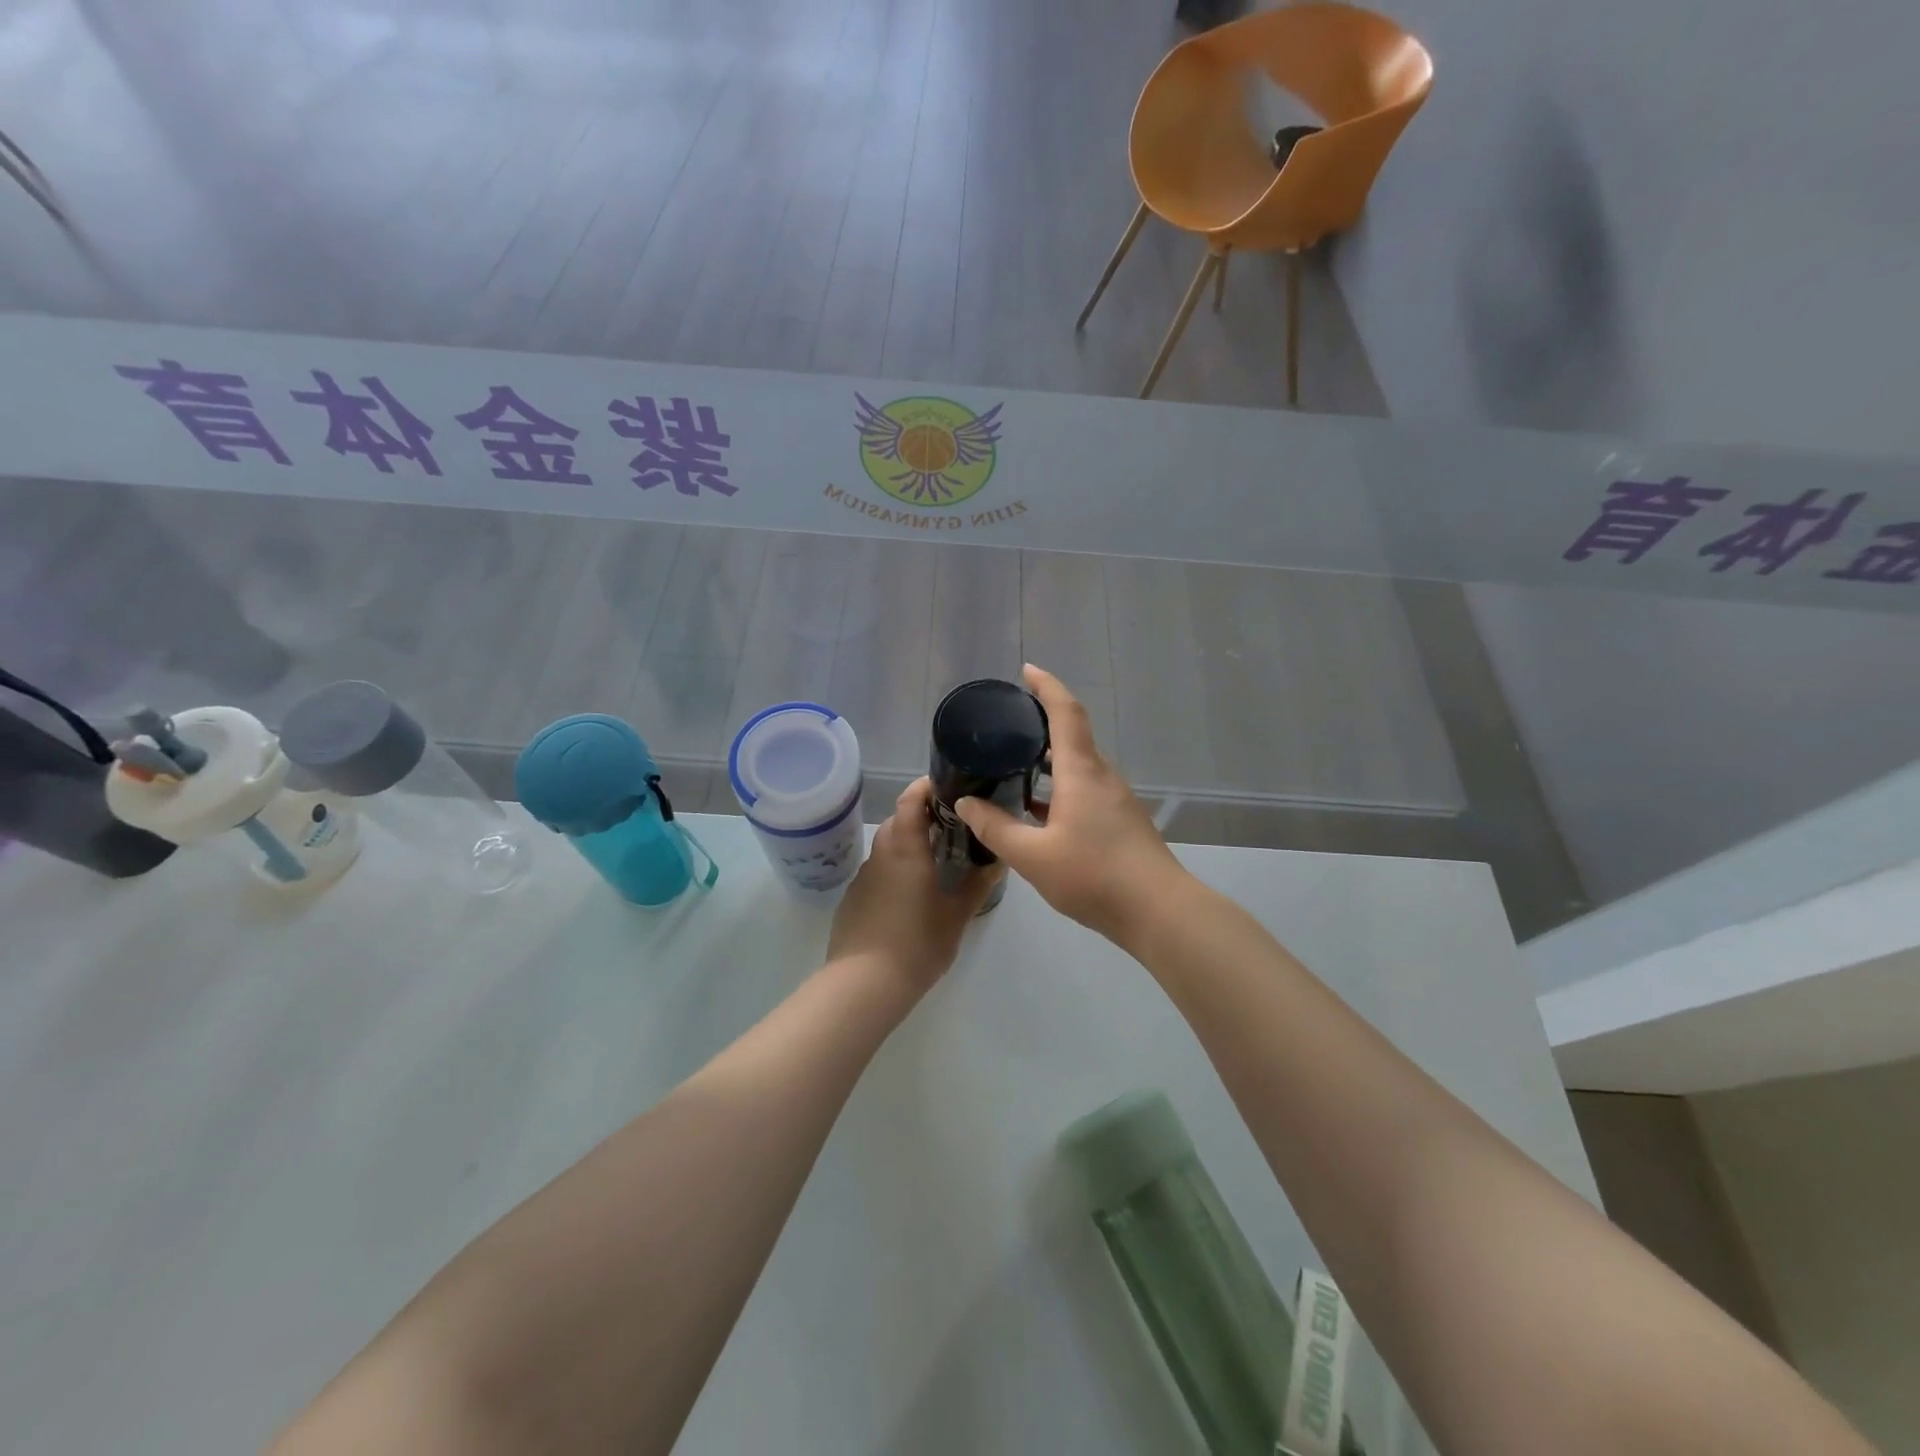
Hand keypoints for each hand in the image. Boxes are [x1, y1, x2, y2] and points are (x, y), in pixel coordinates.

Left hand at [827, 778, 996, 993]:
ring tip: (935, 864)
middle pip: (899, 821)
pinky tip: (909, 899)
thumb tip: (996, 862)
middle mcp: (881, 854)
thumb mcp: (956, 916)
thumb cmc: (917, 944)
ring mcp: (863, 877)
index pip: (911, 799)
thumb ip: (977, 885)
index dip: (926, 787)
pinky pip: (877, 874)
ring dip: (908, 847)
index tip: (948, 787)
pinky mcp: (852, 900)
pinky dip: (894, 873)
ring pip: (887, 848)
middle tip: (952, 829)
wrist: (863, 985)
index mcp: (906, 848)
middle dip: (923, 818)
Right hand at [955, 664, 1187, 947]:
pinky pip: (1084, 790)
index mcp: (1081, 771)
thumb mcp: (1032, 855)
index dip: (1046, 686)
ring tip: (1013, 766)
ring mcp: (1115, 799)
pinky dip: (1059, 789)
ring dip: (1048, 761)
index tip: (1026, 671)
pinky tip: (1037, 812)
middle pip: (1072, 736)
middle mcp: (1101, 776)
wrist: (1158, 911)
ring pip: (1077, 767)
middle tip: (1005, 727)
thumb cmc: (1094, 875)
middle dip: (1041, 724)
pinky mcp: (1120, 821)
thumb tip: (965, 802)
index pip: (1065, 712)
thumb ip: (996, 827)